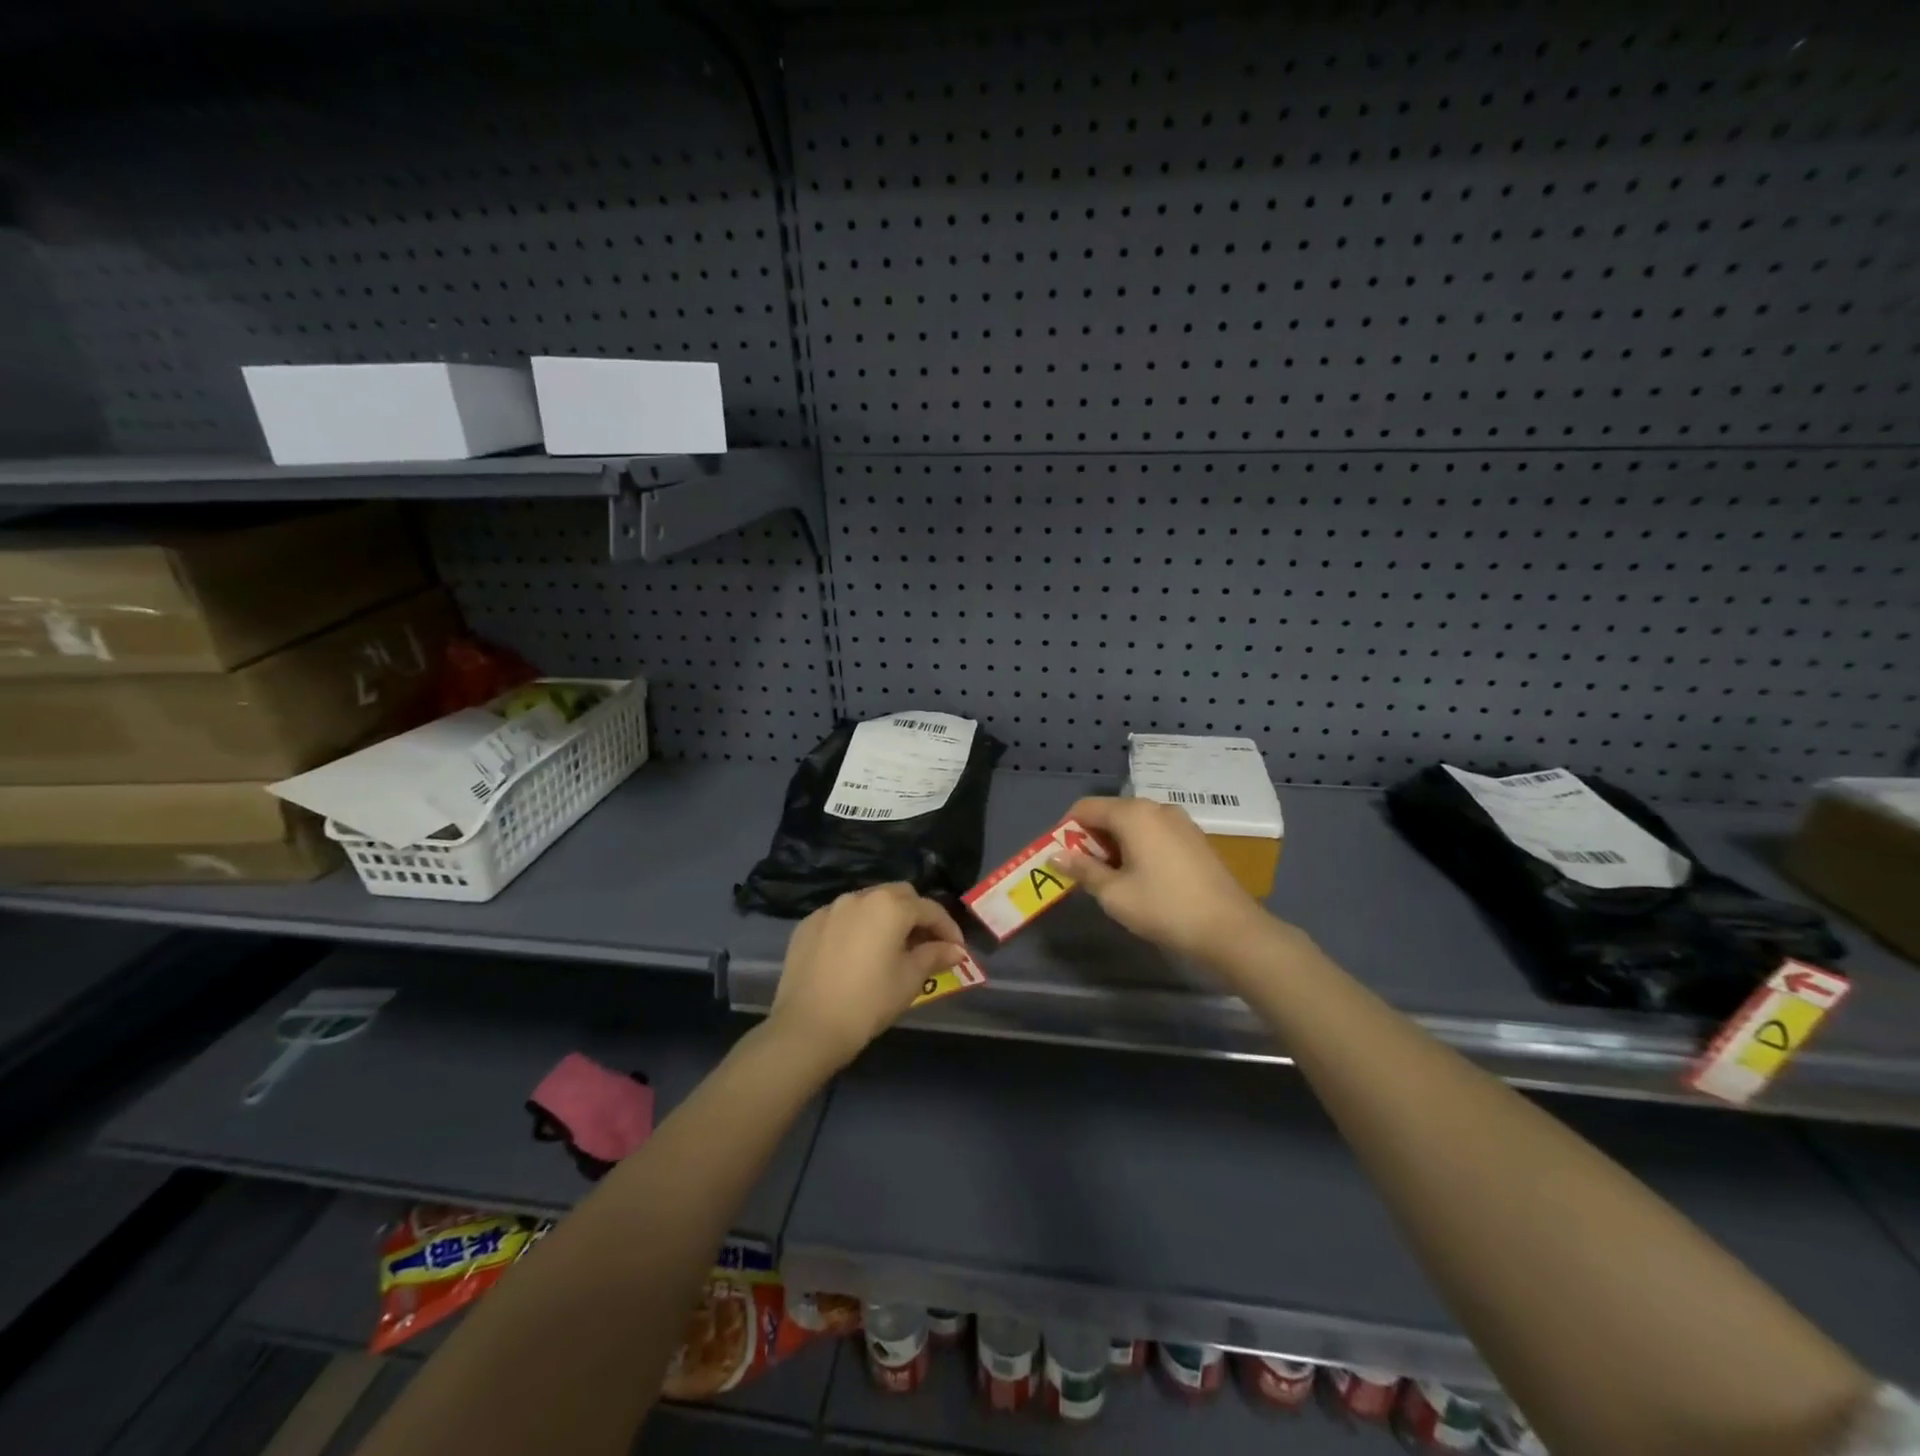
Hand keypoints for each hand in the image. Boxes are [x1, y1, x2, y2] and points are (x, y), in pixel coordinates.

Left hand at [768, 884, 968, 1071]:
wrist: (808, 1026)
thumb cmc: (869, 1002)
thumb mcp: (910, 979)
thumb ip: (935, 956)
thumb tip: (955, 950)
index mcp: (890, 906)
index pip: (929, 909)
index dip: (948, 928)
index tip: (957, 950)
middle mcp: (860, 897)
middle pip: (899, 895)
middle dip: (917, 914)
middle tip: (925, 944)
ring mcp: (830, 908)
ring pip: (868, 902)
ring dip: (885, 918)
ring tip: (890, 947)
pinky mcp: (808, 924)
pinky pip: (841, 917)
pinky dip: (856, 927)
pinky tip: (857, 953)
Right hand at [1053, 796, 1275, 966]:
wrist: (1230, 930)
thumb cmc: (1164, 908)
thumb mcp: (1114, 893)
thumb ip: (1083, 870)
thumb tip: (1056, 855)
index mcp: (1133, 814)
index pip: (1086, 807)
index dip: (1066, 829)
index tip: (1059, 856)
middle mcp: (1157, 808)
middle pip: (1110, 813)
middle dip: (1091, 839)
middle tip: (1082, 872)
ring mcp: (1180, 822)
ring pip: (1134, 825)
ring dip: (1114, 845)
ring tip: (1110, 879)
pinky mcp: (1195, 839)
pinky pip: (1154, 833)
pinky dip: (1138, 848)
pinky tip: (1141, 878)